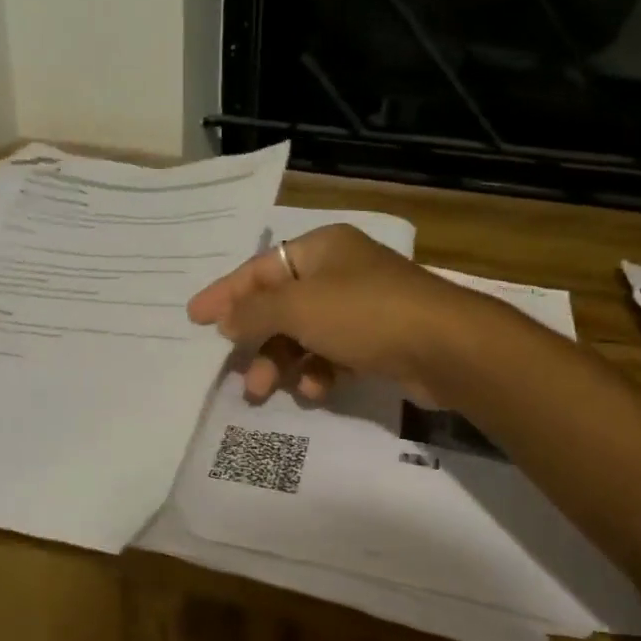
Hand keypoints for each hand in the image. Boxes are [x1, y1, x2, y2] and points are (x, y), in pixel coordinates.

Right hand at [187, 224, 487, 403]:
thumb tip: (225, 319)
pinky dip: (319, 372)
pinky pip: (332, 354)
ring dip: (284, 362)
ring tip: (268, 391)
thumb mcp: (299, 307)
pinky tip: (317, 390)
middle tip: (239, 373)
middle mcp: (340, 272)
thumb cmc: (365, 314)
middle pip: (281, 306)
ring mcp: (361, 307)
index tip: (194, 319)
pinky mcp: (377, 341)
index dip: (225, 294)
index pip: (260, 269)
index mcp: (321, 249)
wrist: (446, 347)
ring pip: (305, 335)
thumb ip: (254, 311)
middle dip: (258, 341)